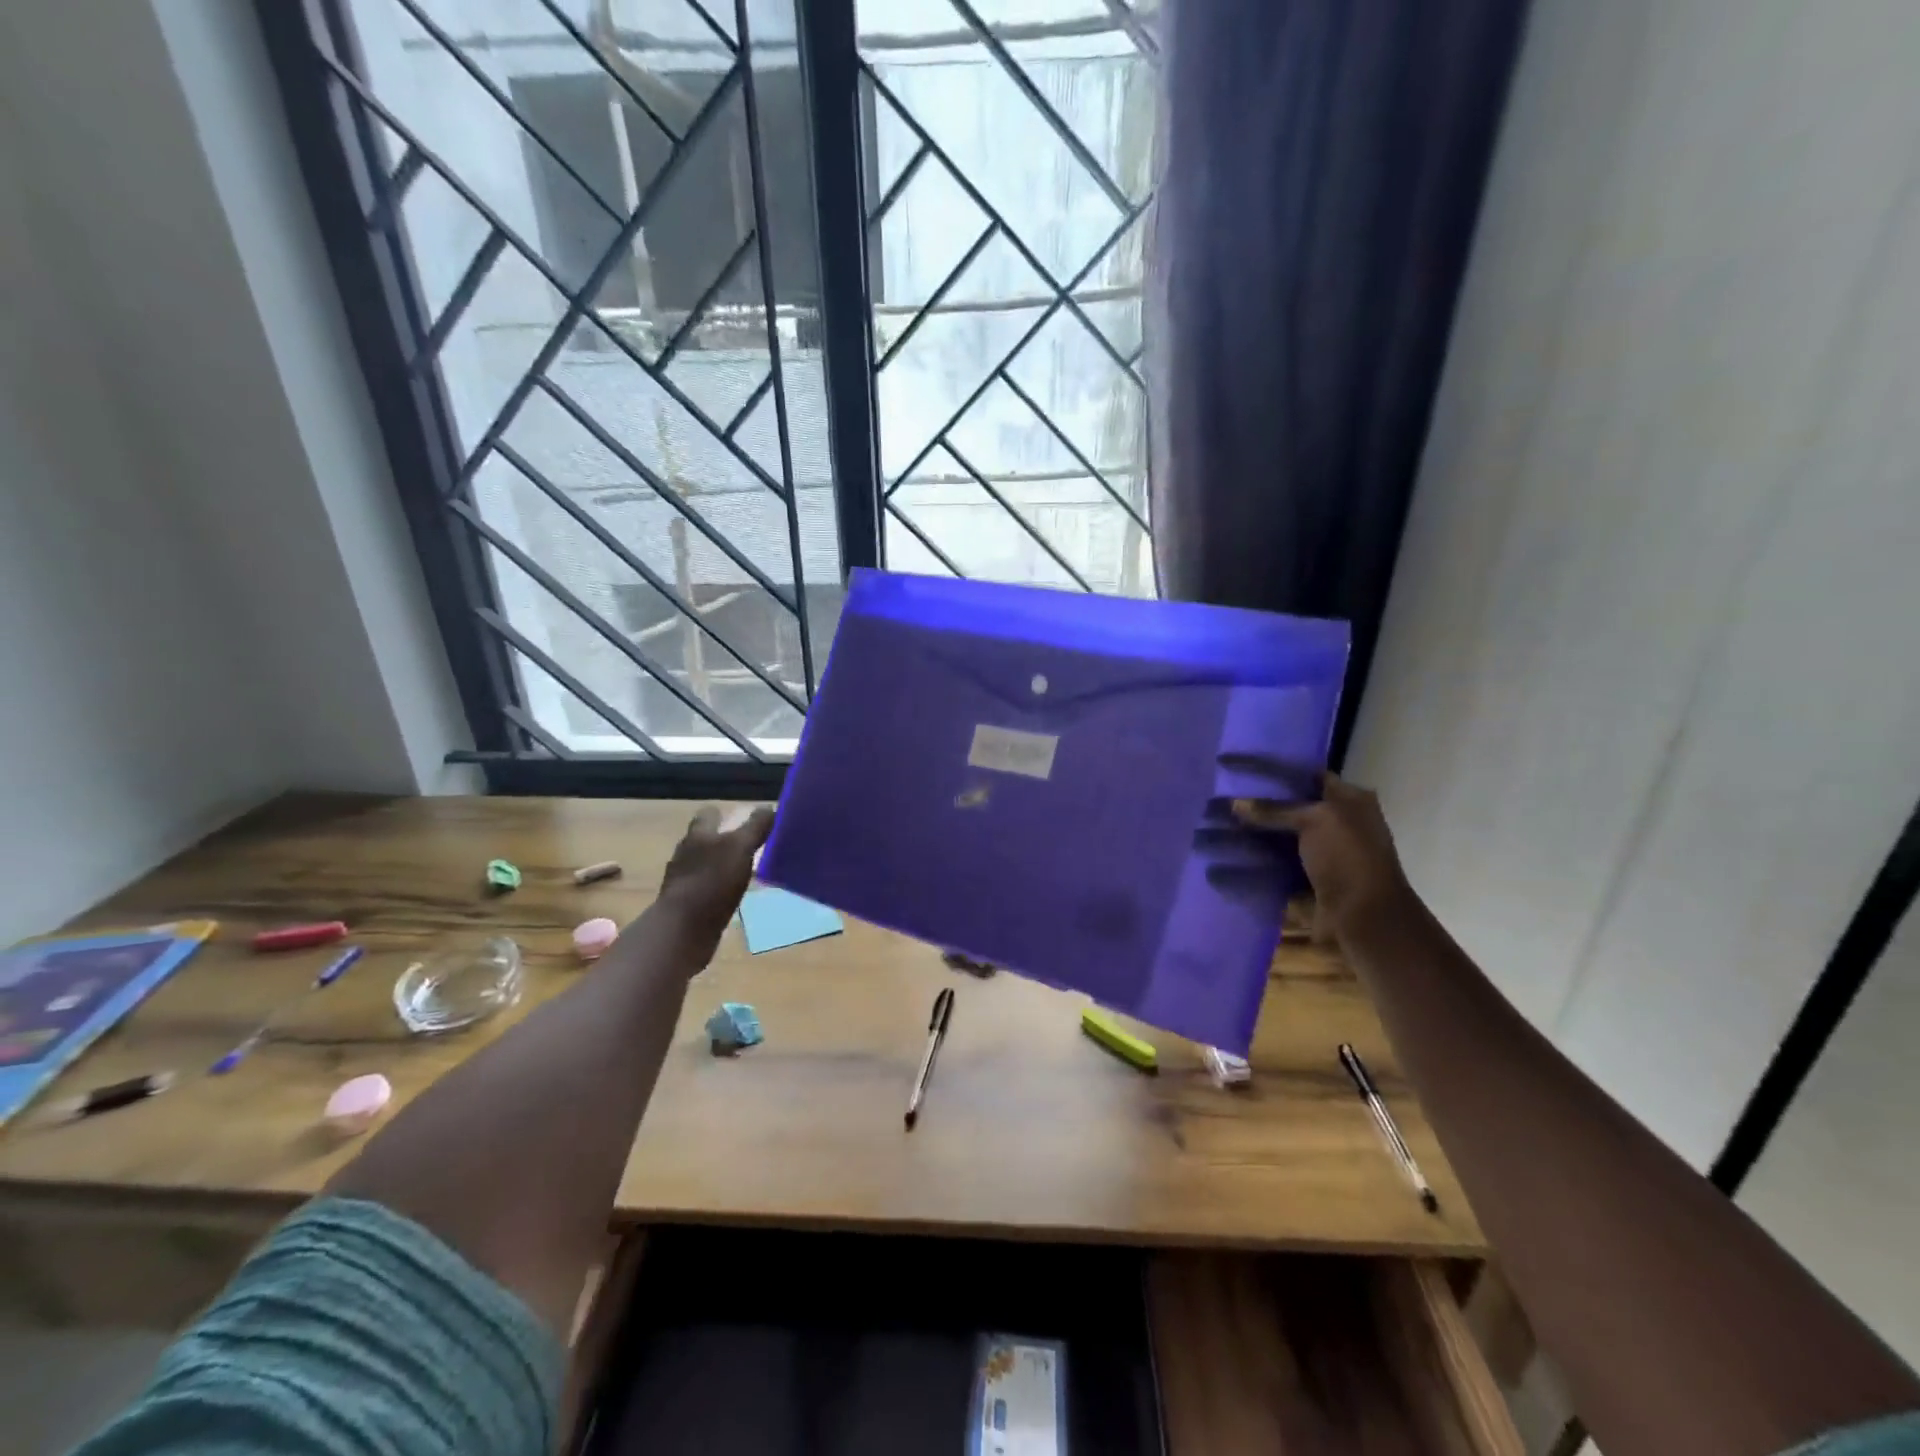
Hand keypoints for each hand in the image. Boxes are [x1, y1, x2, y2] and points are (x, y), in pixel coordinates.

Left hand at [654, 804, 774, 963]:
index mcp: (698, 835)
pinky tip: (731, 897)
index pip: (709, 814)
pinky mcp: (685, 905)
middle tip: (750, 845)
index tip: (743, 818)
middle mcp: (686, 853)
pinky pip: (703, 889)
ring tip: (744, 872)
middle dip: (723, 840)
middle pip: (704, 839)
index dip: (724, 814)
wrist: (683, 930)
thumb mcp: (741, 848)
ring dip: (720, 866)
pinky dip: (716, 889)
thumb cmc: (712, 882)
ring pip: (703, 864)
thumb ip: (755, 827)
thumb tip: (769, 807)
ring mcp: (682, 880)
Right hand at [1233, 776, 1414, 943]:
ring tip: (1221, 822)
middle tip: (1226, 795)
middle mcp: (1339, 823)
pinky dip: (1258, 860)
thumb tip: (1234, 803)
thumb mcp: (1314, 820)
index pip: (1311, 777)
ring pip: (1283, 835)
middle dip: (1262, 804)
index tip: (1245, 771)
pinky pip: (1277, 863)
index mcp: (1351, 801)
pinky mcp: (1308, 878)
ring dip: (1257, 833)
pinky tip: (1231, 851)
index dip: (1280, 773)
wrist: (1363, 917)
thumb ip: (1274, 809)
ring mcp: (1324, 853)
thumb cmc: (1348, 857)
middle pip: (1294, 807)